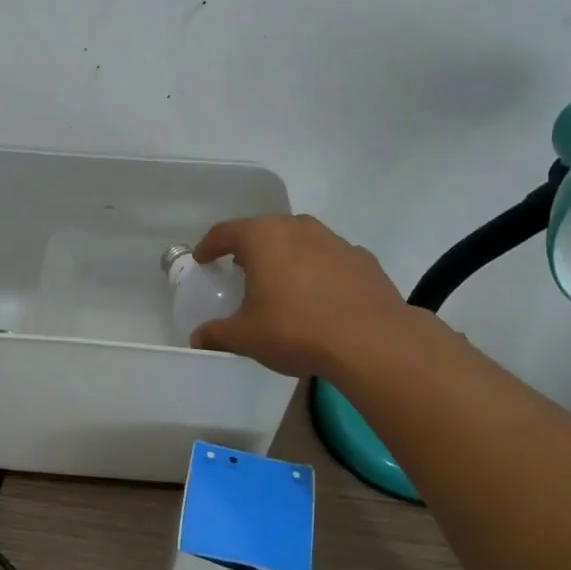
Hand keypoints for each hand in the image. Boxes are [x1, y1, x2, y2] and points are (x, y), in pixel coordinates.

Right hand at [190, 214, 408, 376]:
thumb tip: (197, 340)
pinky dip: (319, 271)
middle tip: (241, 268)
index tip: (203, 259)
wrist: (372, 341)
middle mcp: (297, 228)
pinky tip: (321, 296)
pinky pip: (330, 258)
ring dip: (287, 256)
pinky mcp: (363, 258)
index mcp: (262, 238)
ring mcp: (334, 240)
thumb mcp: (246, 337)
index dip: (209, 246)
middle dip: (250, 247)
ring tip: (282, 282)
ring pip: (300, 240)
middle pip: (264, 230)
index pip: (225, 232)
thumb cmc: (296, 330)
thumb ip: (217, 334)